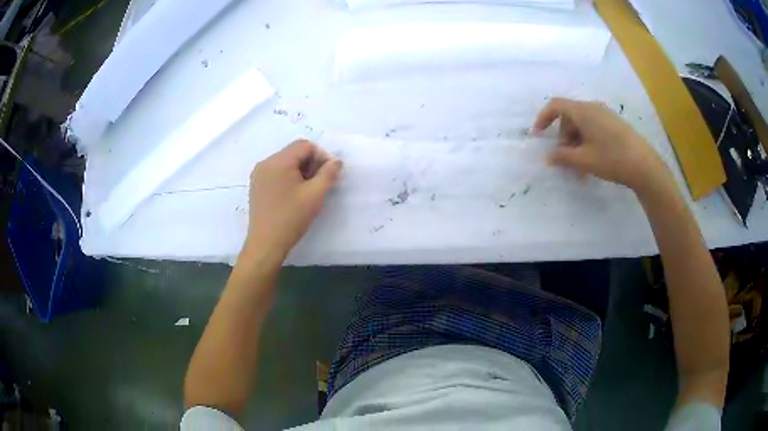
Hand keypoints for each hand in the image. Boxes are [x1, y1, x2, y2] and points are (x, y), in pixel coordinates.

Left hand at [243, 140, 342, 263]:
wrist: (266, 244)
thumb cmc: (291, 218)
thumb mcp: (315, 195)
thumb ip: (329, 173)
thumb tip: (336, 161)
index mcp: (278, 161)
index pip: (305, 145)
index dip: (321, 156)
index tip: (327, 176)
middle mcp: (265, 163)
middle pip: (294, 152)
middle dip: (310, 164)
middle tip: (319, 184)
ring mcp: (258, 175)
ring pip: (285, 163)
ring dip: (300, 171)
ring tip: (307, 192)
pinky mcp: (257, 186)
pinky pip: (276, 173)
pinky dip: (289, 178)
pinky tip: (294, 196)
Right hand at [533, 97, 668, 190]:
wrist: (644, 165)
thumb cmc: (611, 159)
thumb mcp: (583, 160)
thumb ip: (562, 157)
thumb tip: (548, 158)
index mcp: (583, 111)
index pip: (556, 105)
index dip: (543, 118)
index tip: (538, 135)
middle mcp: (593, 107)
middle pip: (569, 118)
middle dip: (564, 139)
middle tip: (566, 161)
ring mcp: (605, 115)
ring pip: (582, 126)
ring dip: (576, 144)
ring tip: (581, 168)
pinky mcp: (615, 124)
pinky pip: (594, 129)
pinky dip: (588, 142)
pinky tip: (593, 161)